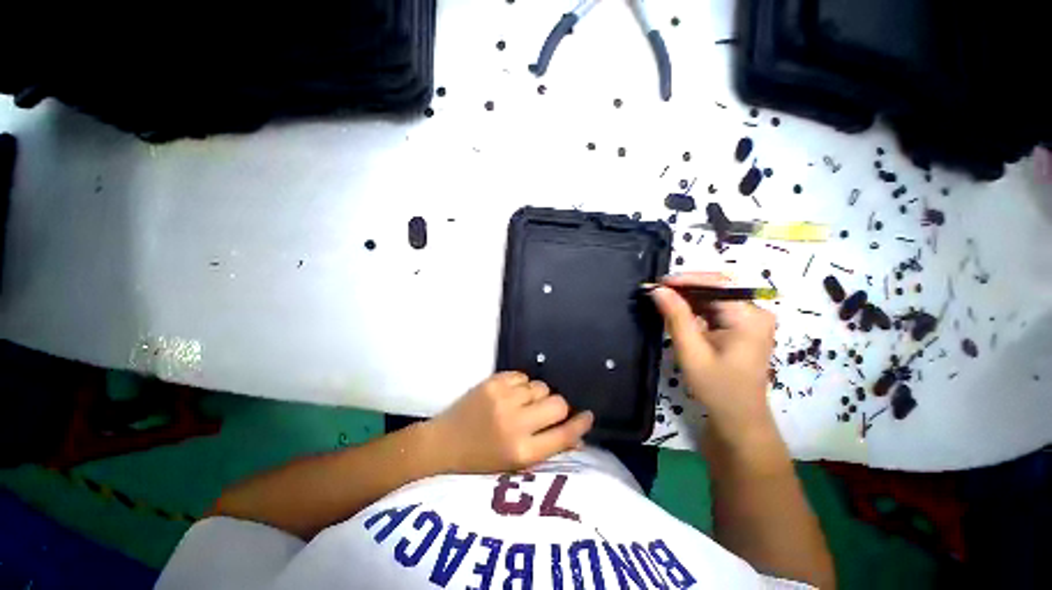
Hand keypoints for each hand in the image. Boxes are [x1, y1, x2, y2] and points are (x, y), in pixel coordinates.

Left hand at [428, 372, 593, 473]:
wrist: (442, 444)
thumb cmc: (480, 461)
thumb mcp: (514, 466)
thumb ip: (546, 449)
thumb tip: (577, 437)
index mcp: (521, 452)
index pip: (563, 435)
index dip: (581, 424)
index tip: (588, 416)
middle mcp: (514, 423)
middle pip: (557, 403)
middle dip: (559, 406)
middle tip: (547, 411)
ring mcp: (502, 399)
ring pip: (540, 386)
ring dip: (537, 395)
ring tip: (523, 403)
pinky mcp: (492, 382)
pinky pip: (522, 376)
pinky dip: (522, 384)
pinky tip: (511, 394)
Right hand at [649, 272, 777, 444]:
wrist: (739, 417)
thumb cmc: (717, 388)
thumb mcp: (692, 352)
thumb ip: (676, 317)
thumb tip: (658, 290)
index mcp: (749, 318)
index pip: (717, 284)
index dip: (686, 279)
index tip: (658, 283)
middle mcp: (755, 313)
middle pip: (716, 288)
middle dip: (684, 288)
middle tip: (655, 292)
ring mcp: (751, 319)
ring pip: (714, 297)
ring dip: (687, 297)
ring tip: (661, 300)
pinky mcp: (743, 326)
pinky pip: (715, 308)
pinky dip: (695, 308)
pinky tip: (677, 311)